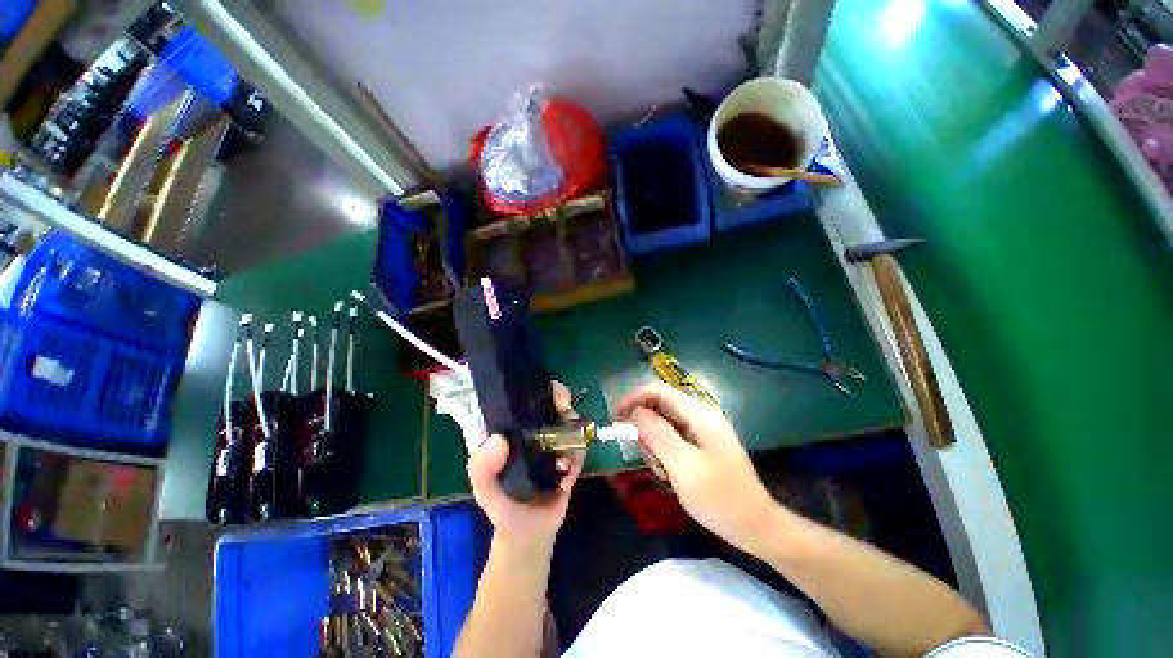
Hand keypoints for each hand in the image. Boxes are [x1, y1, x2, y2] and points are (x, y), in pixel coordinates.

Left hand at [466, 382, 584, 548]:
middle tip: (565, 411)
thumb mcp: (484, 489)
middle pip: (553, 403)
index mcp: (513, 431)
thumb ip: (481, 468)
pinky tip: (566, 478)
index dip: (538, 389)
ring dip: (572, 436)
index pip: (524, 399)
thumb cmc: (503, 507)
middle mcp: (534, 431)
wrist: (530, 535)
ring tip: (562, 463)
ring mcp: (553, 442)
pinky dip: (576, 458)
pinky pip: (579, 448)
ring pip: (570, 423)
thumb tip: (498, 439)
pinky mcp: (568, 457)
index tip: (549, 393)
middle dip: (563, 402)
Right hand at [616, 382, 778, 553]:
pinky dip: (664, 452)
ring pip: (665, 423)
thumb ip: (657, 434)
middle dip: (645, 426)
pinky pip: (674, 438)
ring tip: (660, 470)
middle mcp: (701, 416)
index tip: (616, 417)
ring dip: (655, 443)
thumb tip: (636, 411)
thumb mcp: (683, 466)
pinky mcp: (703, 445)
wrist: (756, 527)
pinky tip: (668, 473)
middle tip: (643, 454)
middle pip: (661, 406)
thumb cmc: (719, 498)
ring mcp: (703, 431)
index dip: (635, 398)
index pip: (659, 391)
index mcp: (700, 414)